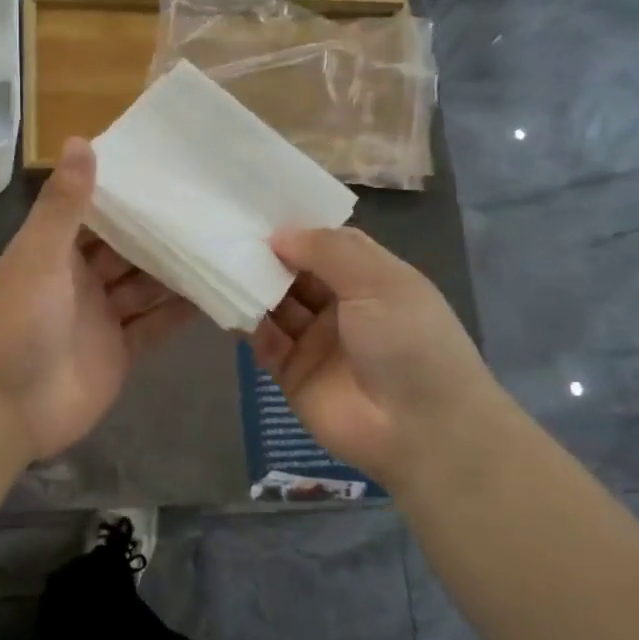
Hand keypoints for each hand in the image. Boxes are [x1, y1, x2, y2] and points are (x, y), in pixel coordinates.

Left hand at [0, 139, 197, 460]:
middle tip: (215, 204)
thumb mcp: (39, 256)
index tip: (173, 167)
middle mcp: (82, 279)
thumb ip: (64, 204)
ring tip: (226, 241)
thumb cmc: (15, 323)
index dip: (130, 192)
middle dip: (164, 231)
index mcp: (58, 251)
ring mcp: (103, 317)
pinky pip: (156, 326)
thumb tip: (80, 138)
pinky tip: (218, 291)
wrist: (4, 408)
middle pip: (130, 249)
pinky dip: (181, 312)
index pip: (99, 212)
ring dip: (179, 269)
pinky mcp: (121, 352)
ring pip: (147, 286)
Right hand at [249, 227, 499, 484]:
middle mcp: (341, 306)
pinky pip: (264, 342)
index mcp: (370, 279)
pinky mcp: (291, 373)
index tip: (254, 210)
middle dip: (266, 257)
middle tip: (225, 235)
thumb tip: (278, 234)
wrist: (420, 429)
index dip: (295, 230)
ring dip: (253, 288)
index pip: (325, 245)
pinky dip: (247, 325)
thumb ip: (327, 251)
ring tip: (218, 266)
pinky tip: (228, 307)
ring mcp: (314, 341)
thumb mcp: (378, 282)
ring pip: (275, 306)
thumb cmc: (409, 342)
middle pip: (294, 274)